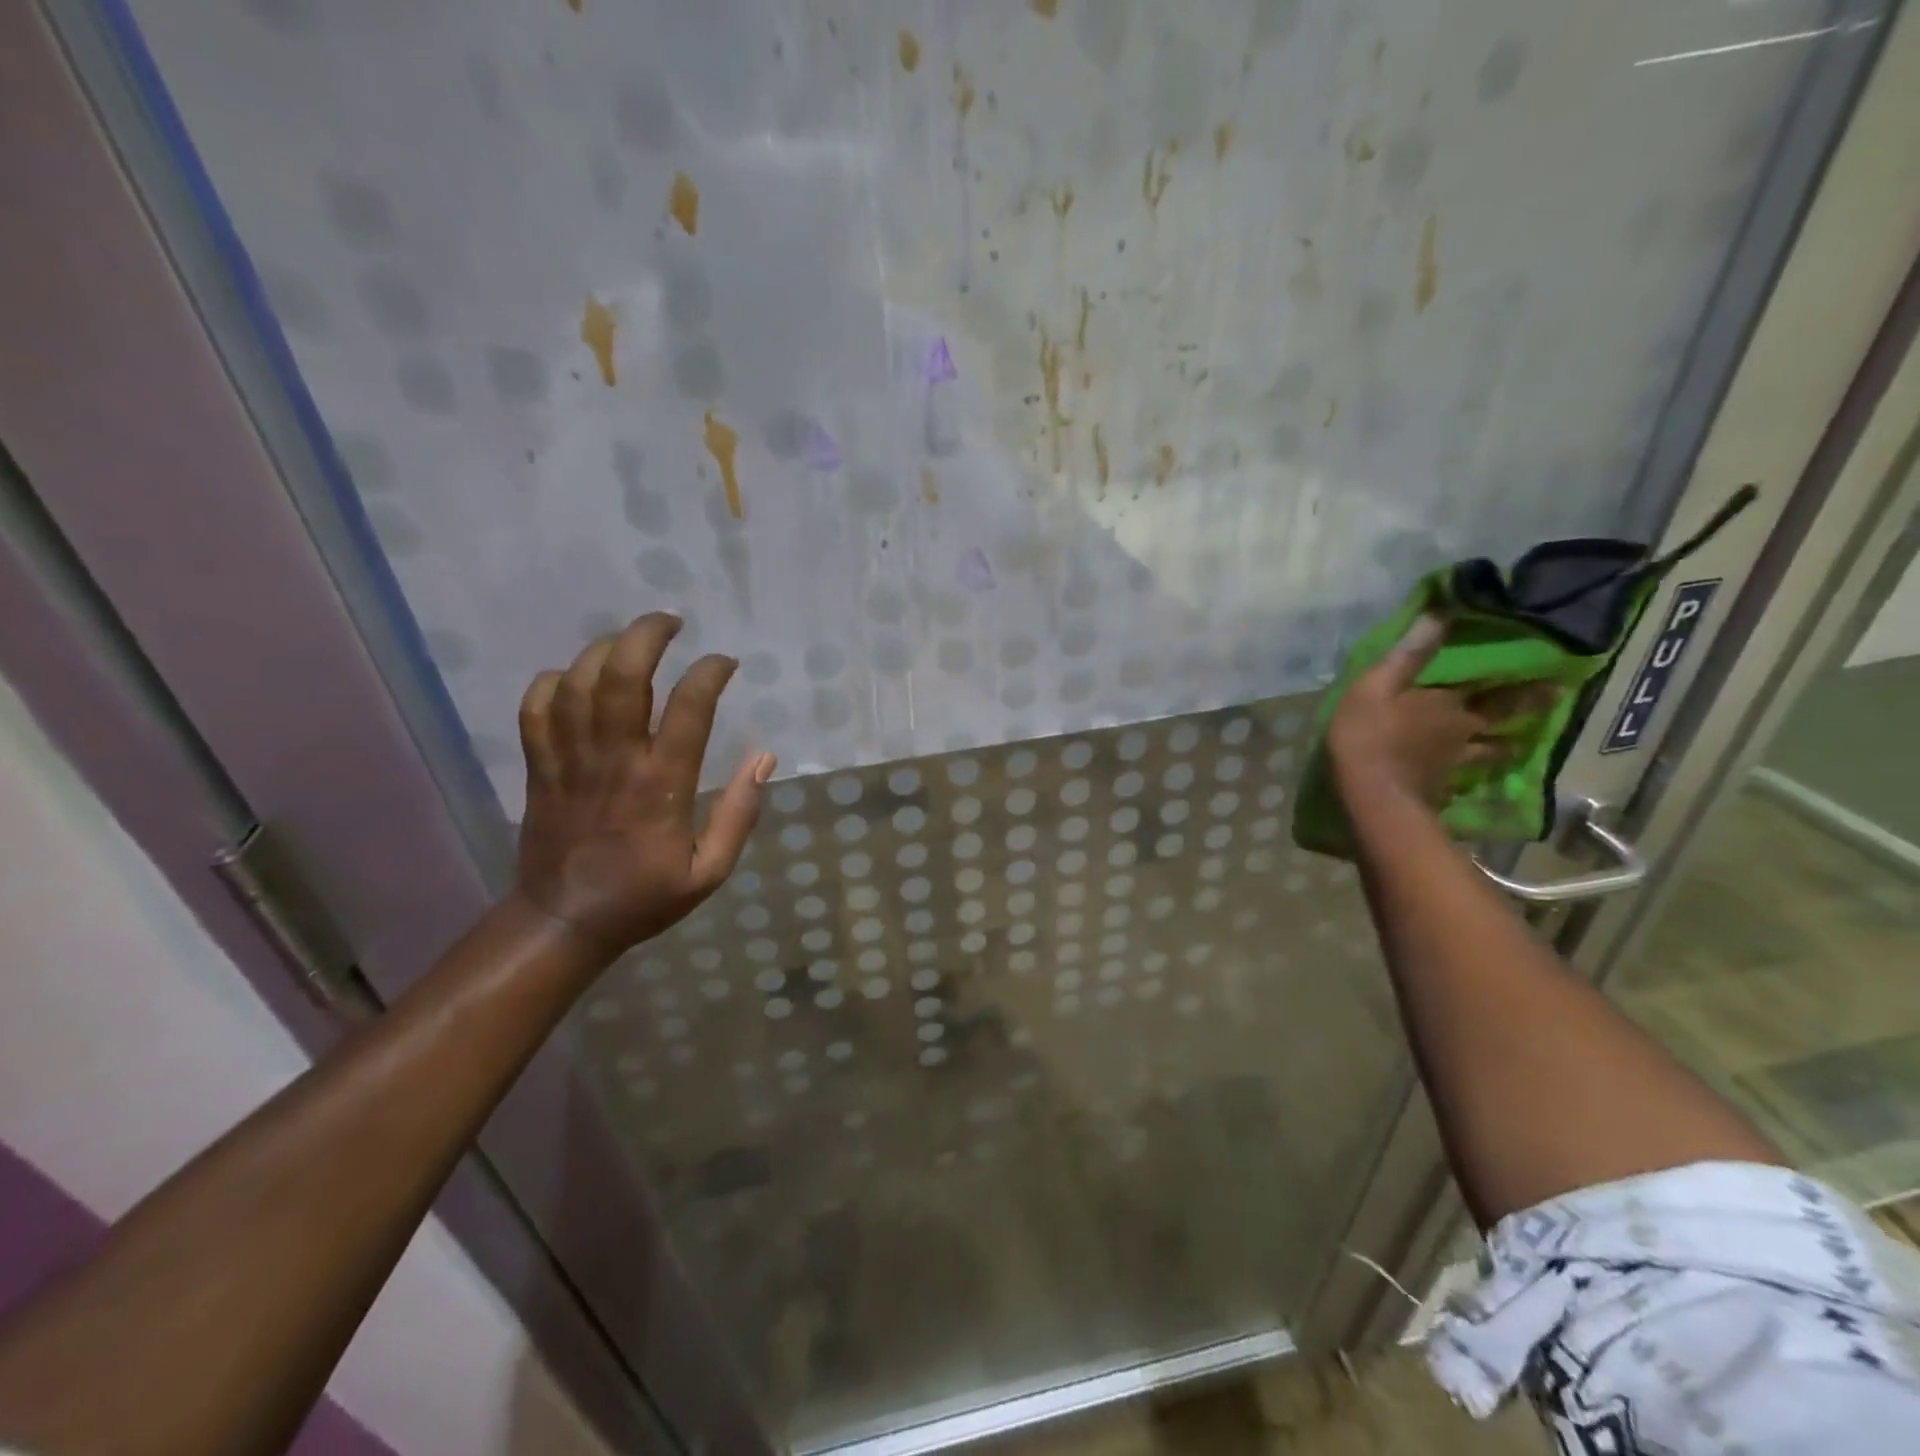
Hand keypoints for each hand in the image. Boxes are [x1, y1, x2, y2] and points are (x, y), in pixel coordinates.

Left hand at [510, 613, 774, 960]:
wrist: (564, 922)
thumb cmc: (644, 896)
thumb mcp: (710, 871)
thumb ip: (740, 814)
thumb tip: (764, 758)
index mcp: (662, 784)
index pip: (689, 707)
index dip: (710, 672)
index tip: (726, 663)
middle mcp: (614, 760)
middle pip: (622, 676)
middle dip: (646, 635)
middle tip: (671, 622)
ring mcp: (569, 760)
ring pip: (577, 683)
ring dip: (604, 649)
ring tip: (630, 641)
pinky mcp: (538, 768)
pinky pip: (536, 709)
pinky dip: (552, 682)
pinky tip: (574, 678)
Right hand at [1328, 615, 1551, 808]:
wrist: (1373, 797)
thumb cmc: (1368, 735)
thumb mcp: (1376, 687)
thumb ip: (1408, 655)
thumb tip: (1441, 613)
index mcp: (1447, 703)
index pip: (1490, 684)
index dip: (1518, 676)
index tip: (1553, 667)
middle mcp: (1462, 730)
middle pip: (1501, 716)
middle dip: (1528, 706)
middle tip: (1556, 697)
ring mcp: (1456, 762)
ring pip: (1492, 750)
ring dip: (1508, 744)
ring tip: (1521, 742)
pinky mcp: (1444, 787)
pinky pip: (1469, 775)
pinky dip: (1478, 772)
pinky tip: (1478, 775)